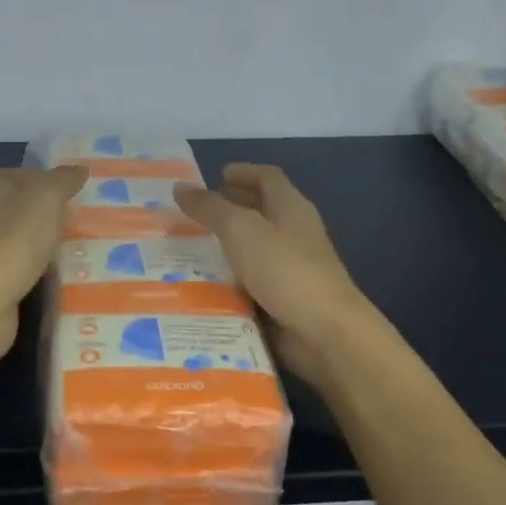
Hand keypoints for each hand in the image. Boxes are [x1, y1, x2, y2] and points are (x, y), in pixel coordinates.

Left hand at [0, 166, 86, 371]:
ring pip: (29, 241)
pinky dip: (50, 273)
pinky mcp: (2, 284)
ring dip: (54, 244)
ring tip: (92, 245)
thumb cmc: (13, 240)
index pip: (10, 174)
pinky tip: (76, 275)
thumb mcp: (45, 198)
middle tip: (90, 216)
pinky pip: (32, 271)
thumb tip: (79, 169)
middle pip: (23, 208)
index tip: (66, 186)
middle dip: (52, 212)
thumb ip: (63, 180)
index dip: (35, 177)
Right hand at [174, 164, 367, 385]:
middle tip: (194, 212)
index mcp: (290, 207)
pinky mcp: (285, 298)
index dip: (243, 172)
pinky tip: (204, 284)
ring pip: (254, 247)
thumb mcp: (240, 230)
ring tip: (189, 248)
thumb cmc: (285, 269)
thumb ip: (210, 208)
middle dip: (230, 207)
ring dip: (226, 245)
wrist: (325, 332)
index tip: (215, 175)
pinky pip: (252, 280)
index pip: (267, 178)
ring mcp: (292, 267)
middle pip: (262, 210)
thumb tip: (180, 187)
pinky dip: (231, 278)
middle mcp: (294, 232)